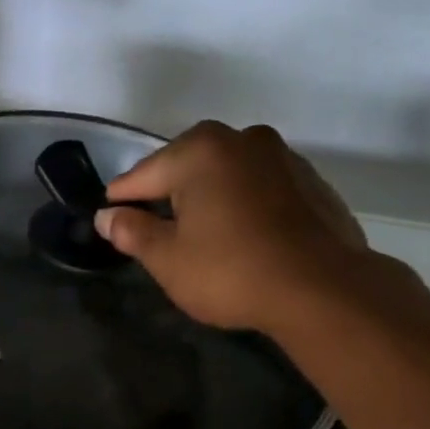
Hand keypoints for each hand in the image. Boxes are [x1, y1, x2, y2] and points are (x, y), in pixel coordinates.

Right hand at [95, 120, 368, 335]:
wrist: (321, 289)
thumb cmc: (231, 272)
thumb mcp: (168, 259)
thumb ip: (132, 232)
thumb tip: (107, 216)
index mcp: (200, 151)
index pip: (142, 175)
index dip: (121, 202)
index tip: (110, 220)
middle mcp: (242, 139)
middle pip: (186, 167)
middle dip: (168, 195)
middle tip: (155, 231)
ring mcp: (282, 157)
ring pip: (226, 175)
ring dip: (208, 198)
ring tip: (201, 235)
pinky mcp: (310, 181)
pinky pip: (259, 188)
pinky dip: (243, 205)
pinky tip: (242, 237)